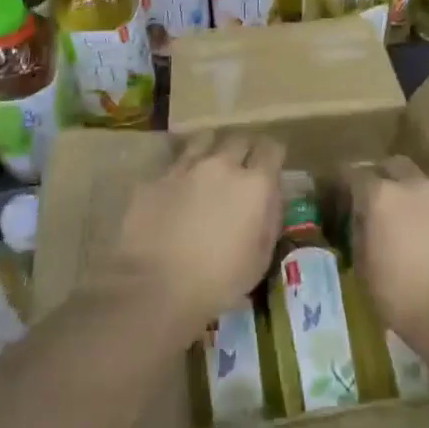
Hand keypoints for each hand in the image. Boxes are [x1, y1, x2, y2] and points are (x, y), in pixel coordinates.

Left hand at [108, 134, 283, 337]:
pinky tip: (177, 189)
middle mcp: (222, 165)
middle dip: (244, 150)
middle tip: (241, 167)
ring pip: (204, 140)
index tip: (271, 165)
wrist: (155, 288)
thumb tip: (269, 198)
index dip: (273, 155)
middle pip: (239, 139)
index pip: (272, 148)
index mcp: (254, 185)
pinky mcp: (155, 179)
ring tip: (209, 165)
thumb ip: (269, 219)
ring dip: (212, 149)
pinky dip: (181, 171)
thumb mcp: (260, 258)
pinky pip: (174, 164)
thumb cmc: (218, 282)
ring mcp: (185, 168)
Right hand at [350, 157, 428, 349]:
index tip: (337, 194)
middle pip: (392, 165)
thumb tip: (360, 223)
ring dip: (409, 192)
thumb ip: (359, 235)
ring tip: (404, 218)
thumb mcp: (364, 269)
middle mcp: (413, 186)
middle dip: (380, 176)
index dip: (342, 183)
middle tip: (373, 199)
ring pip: (421, 181)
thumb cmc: (403, 295)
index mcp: (381, 196)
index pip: (353, 174)